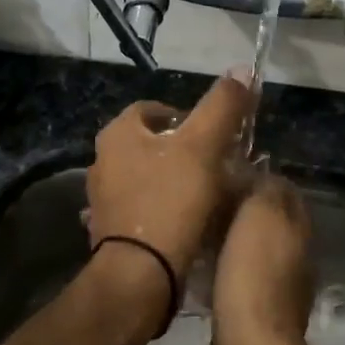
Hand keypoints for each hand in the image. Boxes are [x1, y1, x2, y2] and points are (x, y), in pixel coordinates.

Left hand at [87, 72, 251, 292]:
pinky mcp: (110, 232)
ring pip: (148, 179)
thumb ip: (223, 106)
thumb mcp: (204, 146)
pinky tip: (187, 225)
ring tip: (208, 197)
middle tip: (218, 166)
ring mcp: (103, 199)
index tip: (216, 136)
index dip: (189, 117)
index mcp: (118, 134)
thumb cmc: (171, 201)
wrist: (140, 275)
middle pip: (153, 145)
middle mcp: (102, 162)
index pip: (155, 109)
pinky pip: (143, 211)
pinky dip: (164, 212)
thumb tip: (242, 70)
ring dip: (175, 183)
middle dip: (185, 152)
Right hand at [209, 173, 313, 344]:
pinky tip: (197, 270)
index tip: (222, 170)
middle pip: (266, 221)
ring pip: (250, 251)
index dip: (255, 177)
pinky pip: (237, 280)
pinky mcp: (255, 315)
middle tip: (203, 200)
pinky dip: (220, 270)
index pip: (282, 190)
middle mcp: (294, 257)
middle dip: (238, 209)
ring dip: (227, 241)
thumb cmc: (253, 274)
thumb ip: (264, 188)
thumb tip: (256, 173)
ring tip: (194, 231)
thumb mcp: (261, 214)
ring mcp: (277, 289)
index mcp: (298, 230)